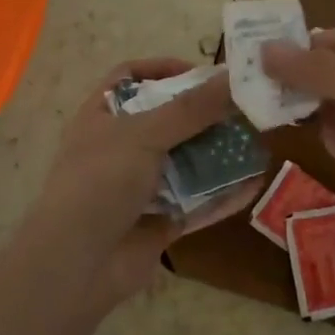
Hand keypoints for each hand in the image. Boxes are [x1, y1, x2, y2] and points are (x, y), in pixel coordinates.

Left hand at [17, 58, 262, 303]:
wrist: (76, 265)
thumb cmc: (100, 182)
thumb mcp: (143, 134)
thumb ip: (190, 109)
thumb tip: (233, 78)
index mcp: (102, 116)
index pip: (130, 77)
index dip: (163, 69)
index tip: (203, 73)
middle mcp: (119, 147)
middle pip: (167, 120)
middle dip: (204, 114)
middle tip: (244, 107)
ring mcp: (140, 187)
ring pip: (186, 162)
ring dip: (219, 153)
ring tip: (258, 141)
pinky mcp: (159, 222)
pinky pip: (197, 202)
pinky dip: (223, 194)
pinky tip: (255, 184)